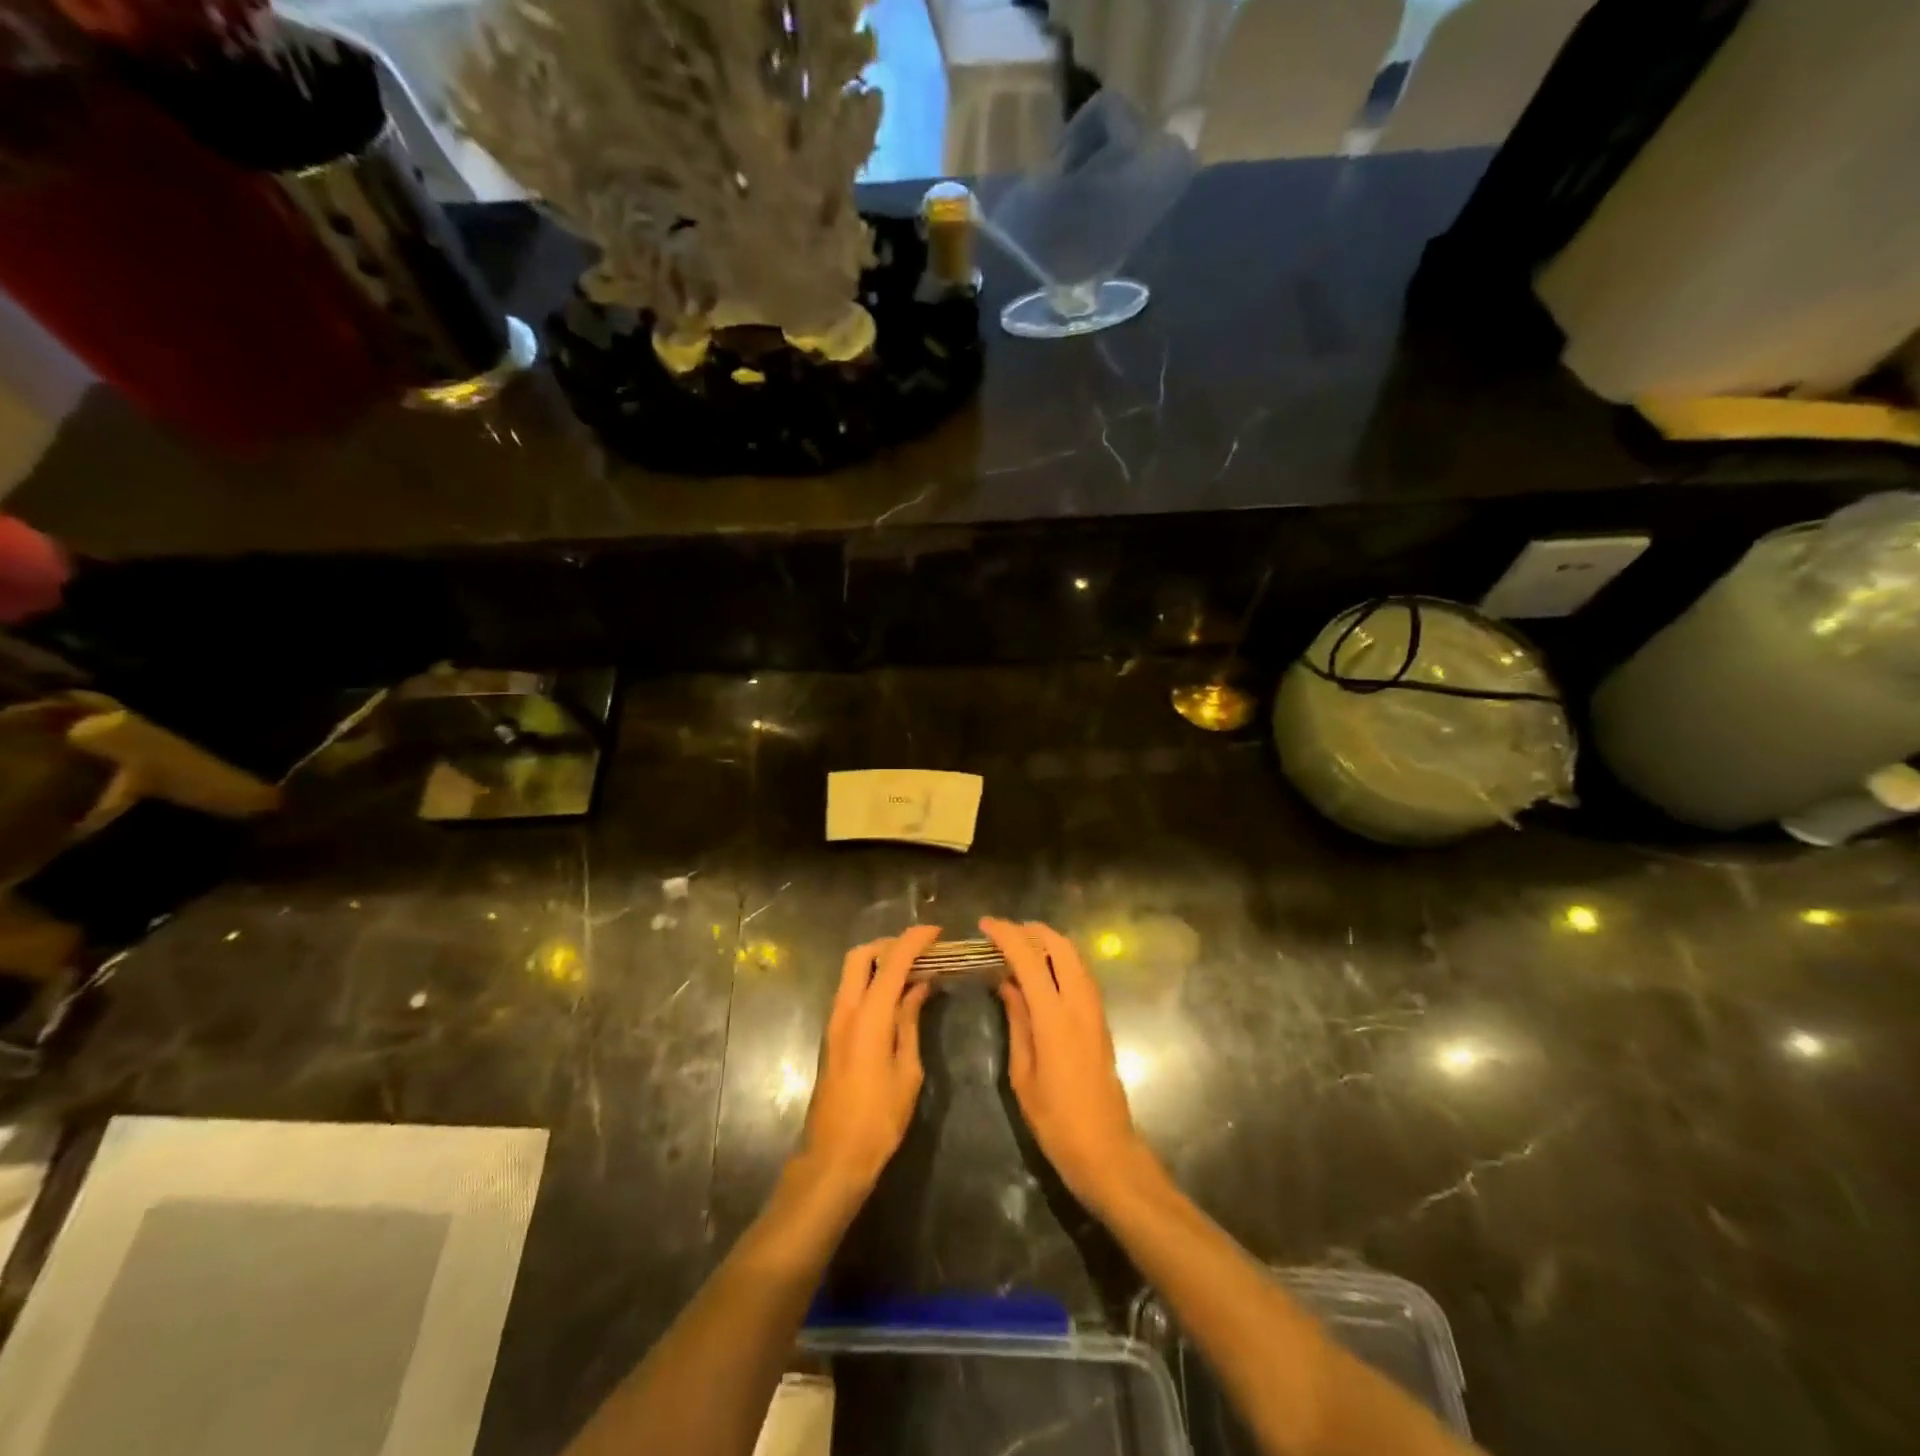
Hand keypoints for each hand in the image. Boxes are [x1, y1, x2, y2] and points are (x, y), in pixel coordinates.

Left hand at [799, 924, 940, 1199]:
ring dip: (880, 963)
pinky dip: (873, 983)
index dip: (914, 941)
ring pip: (853, 972)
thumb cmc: (879, 1118)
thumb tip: (919, 988)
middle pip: (861, 956)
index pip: (891, 962)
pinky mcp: (833, 1035)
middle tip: (920, 952)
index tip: (936, 932)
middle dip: (890, 945)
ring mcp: (834, 1022)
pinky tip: (897, 998)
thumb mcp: (907, 1070)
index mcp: (868, 1017)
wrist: (834, 1157)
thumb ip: (910, 1022)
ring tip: (914, 972)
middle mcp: (846, 1010)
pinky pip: (852, 992)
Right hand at [982, 918, 1157, 1216]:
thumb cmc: (1055, 1119)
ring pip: (1076, 957)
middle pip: (1061, 947)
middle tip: (1005, 933)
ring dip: (1049, 943)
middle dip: (1033, 931)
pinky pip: (1082, 975)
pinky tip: (1042, 973)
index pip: (1030, 959)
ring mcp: (1095, 1010)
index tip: (986, 925)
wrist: (1105, 1148)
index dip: (1007, 936)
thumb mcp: (1023, 1073)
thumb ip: (1017, 1022)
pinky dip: (1061, 961)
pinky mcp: (1101, 1020)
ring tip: (1020, 948)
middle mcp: (1079, 1004)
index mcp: (1054, 1018)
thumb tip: (1007, 984)